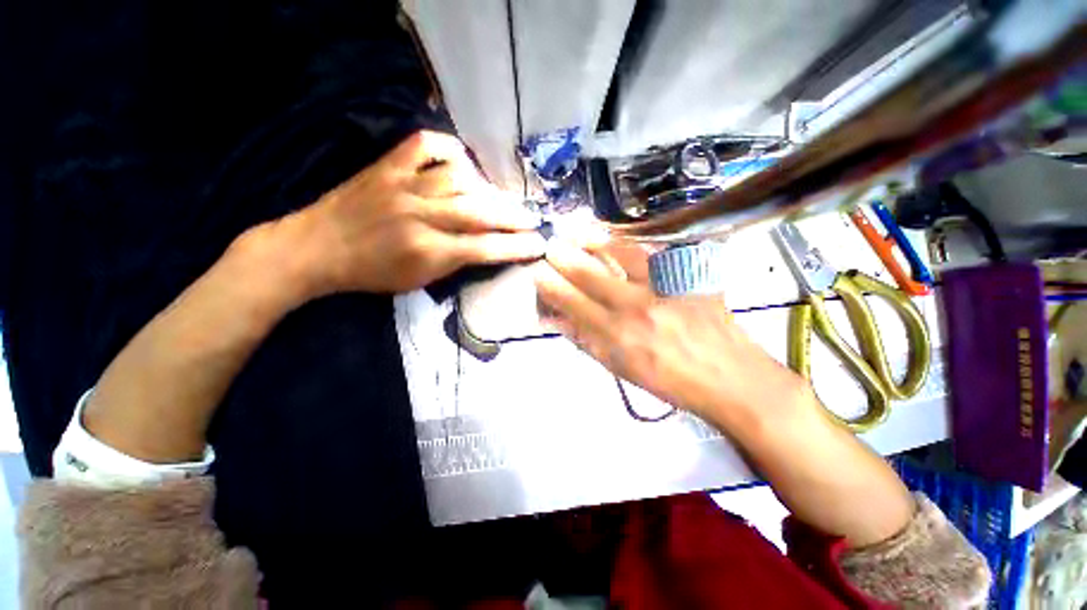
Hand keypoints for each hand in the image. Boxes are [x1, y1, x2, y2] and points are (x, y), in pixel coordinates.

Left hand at [276, 130, 545, 295]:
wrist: (316, 248)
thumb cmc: (370, 274)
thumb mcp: (417, 281)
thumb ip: (455, 263)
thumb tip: (487, 247)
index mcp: (425, 251)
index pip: (484, 248)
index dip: (516, 247)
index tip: (539, 245)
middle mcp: (419, 215)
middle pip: (479, 211)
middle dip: (513, 216)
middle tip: (533, 218)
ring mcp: (402, 184)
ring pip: (460, 178)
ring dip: (488, 188)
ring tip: (500, 198)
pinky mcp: (387, 164)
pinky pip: (426, 144)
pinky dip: (450, 148)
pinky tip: (464, 162)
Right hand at [534, 239, 809, 429]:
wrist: (732, 378)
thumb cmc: (671, 381)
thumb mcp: (622, 369)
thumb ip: (587, 341)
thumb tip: (558, 321)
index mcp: (618, 336)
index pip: (574, 304)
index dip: (552, 286)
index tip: (538, 272)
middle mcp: (637, 307)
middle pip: (591, 275)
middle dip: (565, 258)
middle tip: (550, 245)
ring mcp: (664, 287)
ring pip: (620, 255)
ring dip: (594, 240)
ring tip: (576, 231)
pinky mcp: (688, 275)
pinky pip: (652, 252)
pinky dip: (628, 243)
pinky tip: (615, 238)